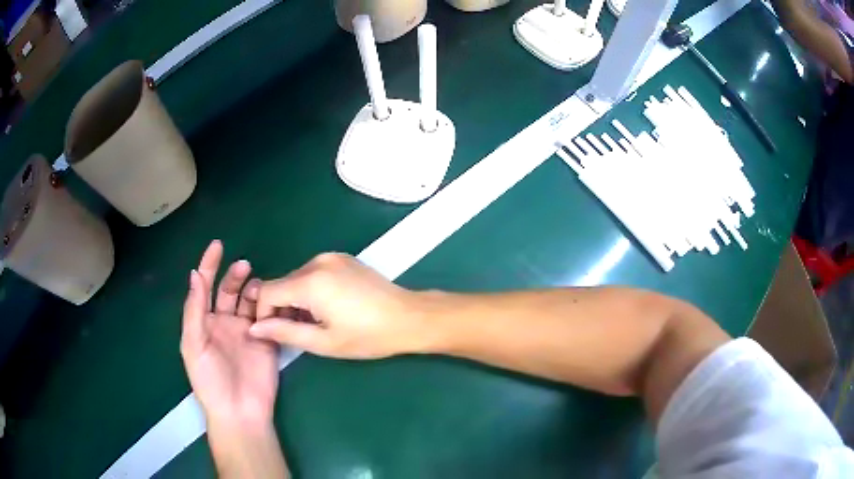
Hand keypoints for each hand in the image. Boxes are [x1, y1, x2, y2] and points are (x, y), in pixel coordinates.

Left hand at [181, 240, 278, 428]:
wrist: (240, 412)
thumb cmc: (210, 380)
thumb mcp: (194, 345)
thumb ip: (194, 311)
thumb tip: (195, 275)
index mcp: (204, 323)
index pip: (205, 287)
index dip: (209, 265)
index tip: (218, 245)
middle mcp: (225, 323)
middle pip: (229, 290)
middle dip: (235, 275)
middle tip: (245, 267)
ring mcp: (247, 331)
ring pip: (251, 301)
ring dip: (253, 289)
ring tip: (259, 287)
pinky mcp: (266, 341)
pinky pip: (269, 317)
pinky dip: (271, 305)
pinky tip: (274, 299)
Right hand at [249, 253, 432, 358]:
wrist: (409, 317)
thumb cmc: (367, 336)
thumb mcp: (323, 341)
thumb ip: (285, 332)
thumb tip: (254, 329)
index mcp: (310, 281)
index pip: (267, 291)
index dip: (263, 313)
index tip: (273, 333)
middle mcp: (317, 261)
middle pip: (282, 284)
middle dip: (281, 308)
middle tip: (296, 332)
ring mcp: (332, 257)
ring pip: (297, 278)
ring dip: (296, 300)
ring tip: (314, 323)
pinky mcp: (343, 258)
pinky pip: (313, 273)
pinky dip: (310, 290)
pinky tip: (327, 308)